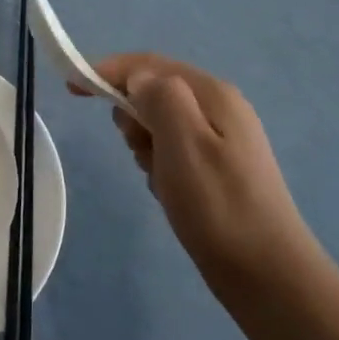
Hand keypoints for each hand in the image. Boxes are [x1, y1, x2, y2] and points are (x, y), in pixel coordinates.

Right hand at [73, 53, 318, 284]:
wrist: (267, 275)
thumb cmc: (218, 206)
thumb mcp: (183, 143)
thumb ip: (160, 98)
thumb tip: (139, 78)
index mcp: (212, 94)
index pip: (149, 65)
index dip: (107, 70)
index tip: (71, 87)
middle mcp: (220, 107)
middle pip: (155, 91)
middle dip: (132, 115)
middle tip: (137, 151)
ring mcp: (222, 138)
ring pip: (161, 122)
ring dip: (145, 143)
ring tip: (157, 177)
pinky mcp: (219, 167)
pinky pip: (173, 149)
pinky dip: (159, 163)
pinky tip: (168, 191)